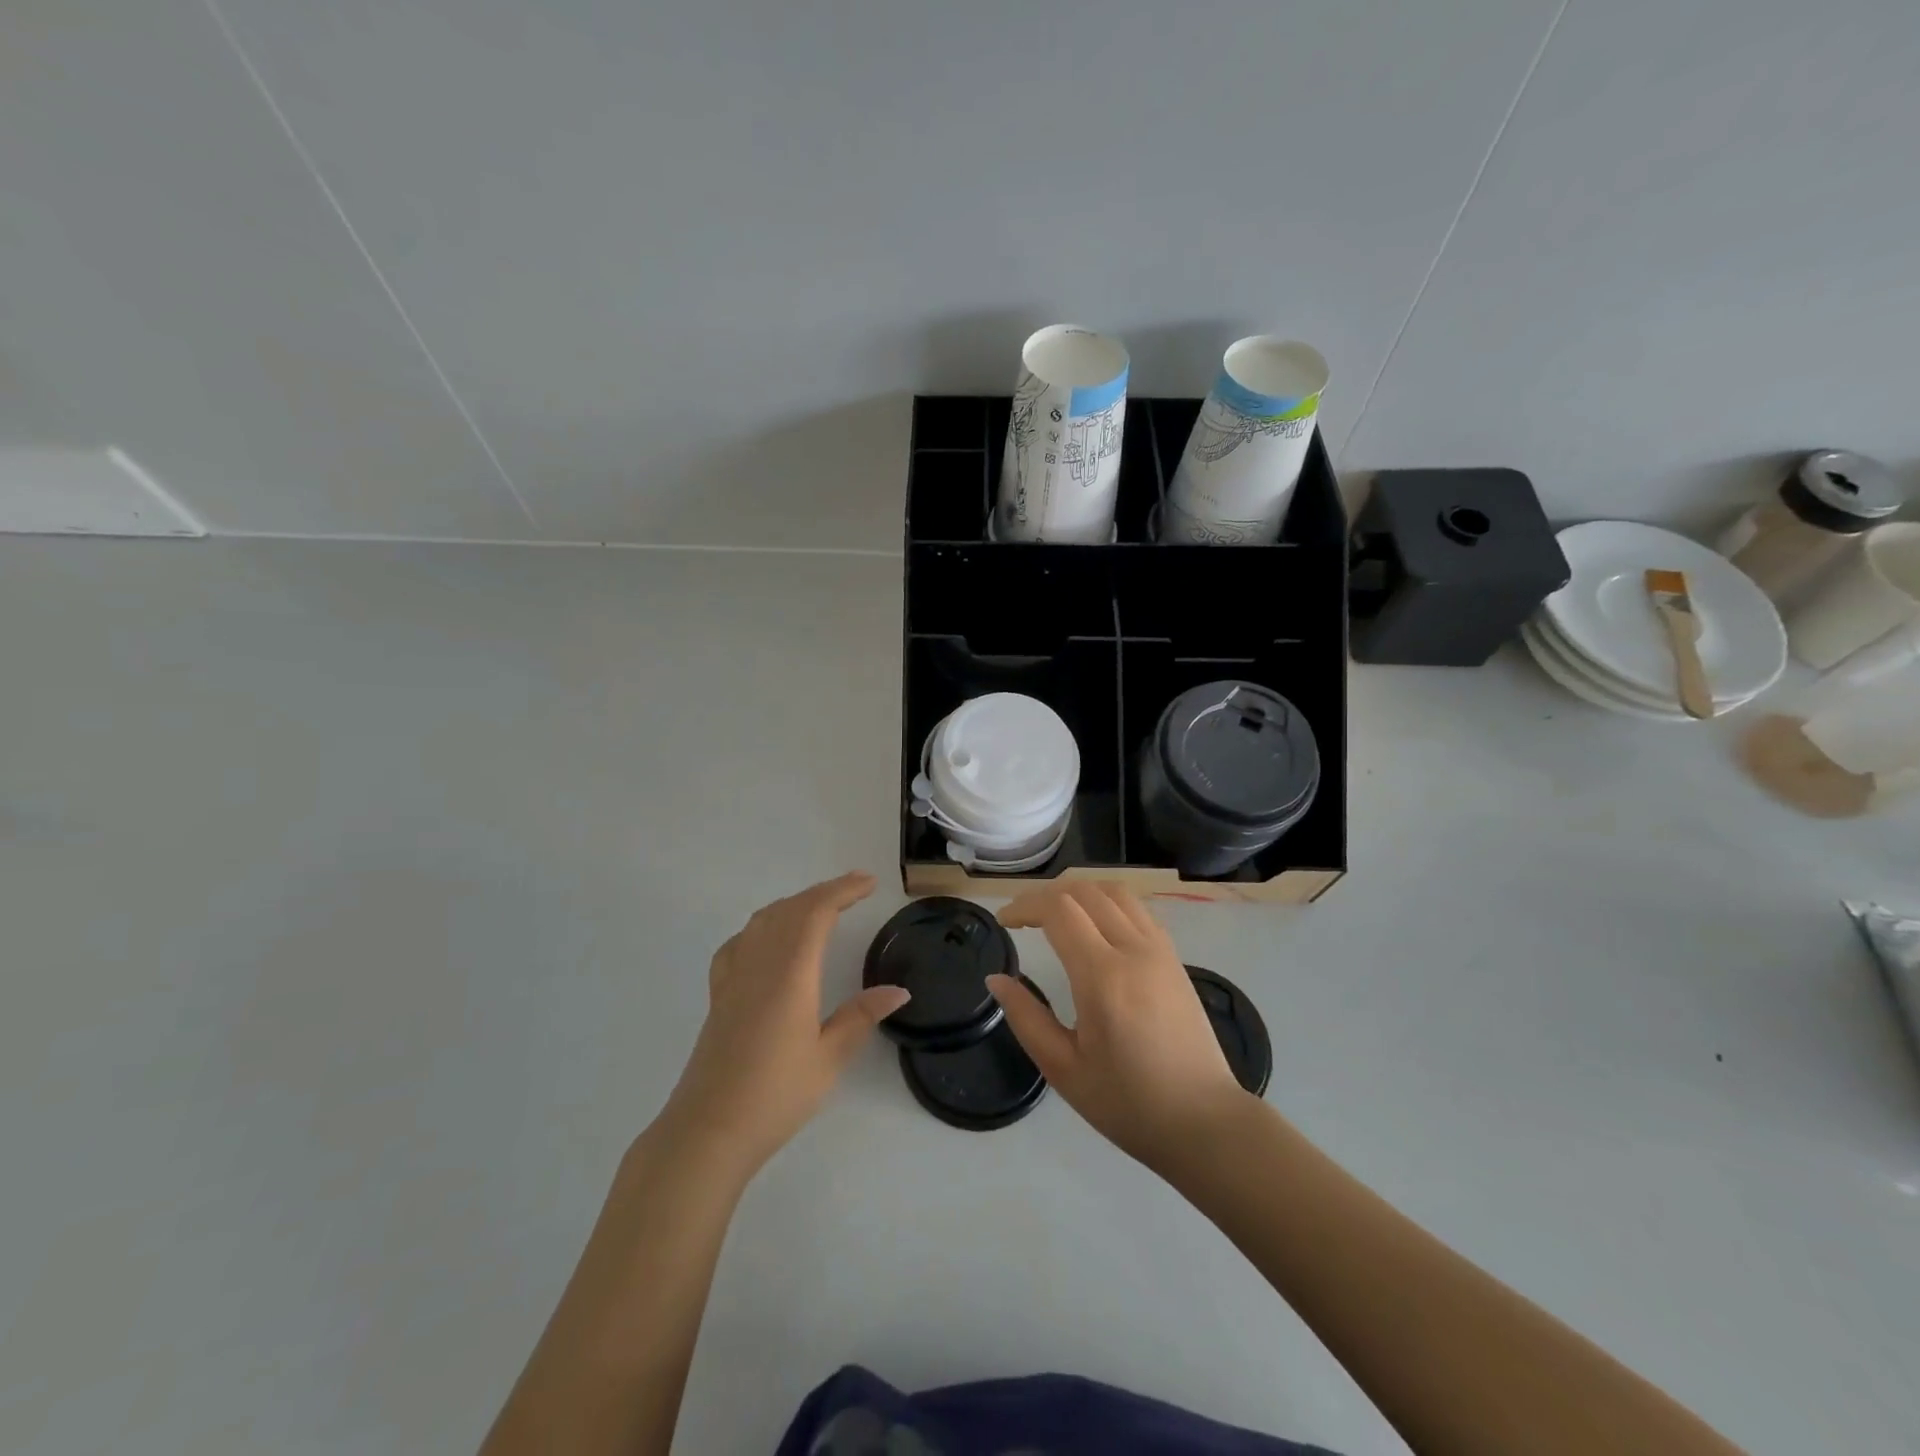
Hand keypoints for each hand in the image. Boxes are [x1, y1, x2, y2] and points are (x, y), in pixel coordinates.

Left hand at [658, 872, 908, 1179]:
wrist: (708, 1131)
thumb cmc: (775, 1095)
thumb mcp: (828, 1058)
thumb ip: (861, 1017)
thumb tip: (898, 991)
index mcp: (790, 973)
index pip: (816, 913)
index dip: (843, 891)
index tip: (869, 883)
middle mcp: (759, 964)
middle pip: (790, 909)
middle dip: (824, 892)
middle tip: (855, 888)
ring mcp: (733, 977)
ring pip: (763, 920)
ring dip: (794, 904)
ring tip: (820, 907)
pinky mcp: (718, 995)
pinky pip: (740, 942)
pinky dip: (762, 926)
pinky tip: (768, 940)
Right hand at [988, 882, 1250, 1172]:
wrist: (1204, 1122)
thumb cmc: (1129, 1104)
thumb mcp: (1064, 1069)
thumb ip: (1026, 1018)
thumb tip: (996, 979)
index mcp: (1102, 976)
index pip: (1058, 910)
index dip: (1025, 906)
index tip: (1004, 922)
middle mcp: (1133, 950)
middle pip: (1084, 891)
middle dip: (1045, 895)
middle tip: (1022, 918)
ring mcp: (1160, 950)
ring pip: (1114, 892)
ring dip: (1078, 892)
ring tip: (1055, 914)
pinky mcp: (1174, 958)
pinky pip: (1137, 909)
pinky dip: (1106, 902)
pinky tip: (1094, 926)